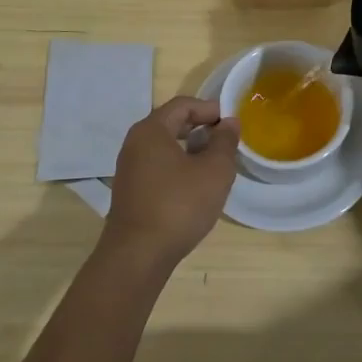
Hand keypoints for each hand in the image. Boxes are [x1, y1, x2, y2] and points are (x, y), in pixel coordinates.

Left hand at [101, 97, 240, 266]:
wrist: (138, 256)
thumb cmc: (179, 205)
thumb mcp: (214, 171)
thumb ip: (225, 141)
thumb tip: (229, 122)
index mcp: (151, 130)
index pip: (183, 105)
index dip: (210, 109)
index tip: (232, 123)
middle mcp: (135, 144)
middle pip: (172, 123)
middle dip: (201, 128)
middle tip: (225, 141)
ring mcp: (129, 169)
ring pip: (165, 146)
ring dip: (191, 149)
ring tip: (214, 164)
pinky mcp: (130, 191)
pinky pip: (158, 166)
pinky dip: (178, 166)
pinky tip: (195, 186)